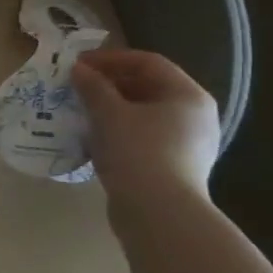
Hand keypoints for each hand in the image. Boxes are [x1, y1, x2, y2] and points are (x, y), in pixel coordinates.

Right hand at [71, 48, 220, 208]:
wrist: (158, 213)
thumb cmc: (137, 151)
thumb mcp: (108, 113)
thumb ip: (92, 86)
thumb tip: (79, 69)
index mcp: (187, 95)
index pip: (148, 62)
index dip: (110, 58)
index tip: (78, 64)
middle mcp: (195, 116)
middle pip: (148, 87)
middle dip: (110, 84)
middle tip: (77, 86)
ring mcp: (189, 144)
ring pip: (144, 114)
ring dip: (111, 108)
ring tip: (81, 111)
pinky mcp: (175, 167)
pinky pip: (144, 138)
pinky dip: (119, 132)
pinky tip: (94, 138)